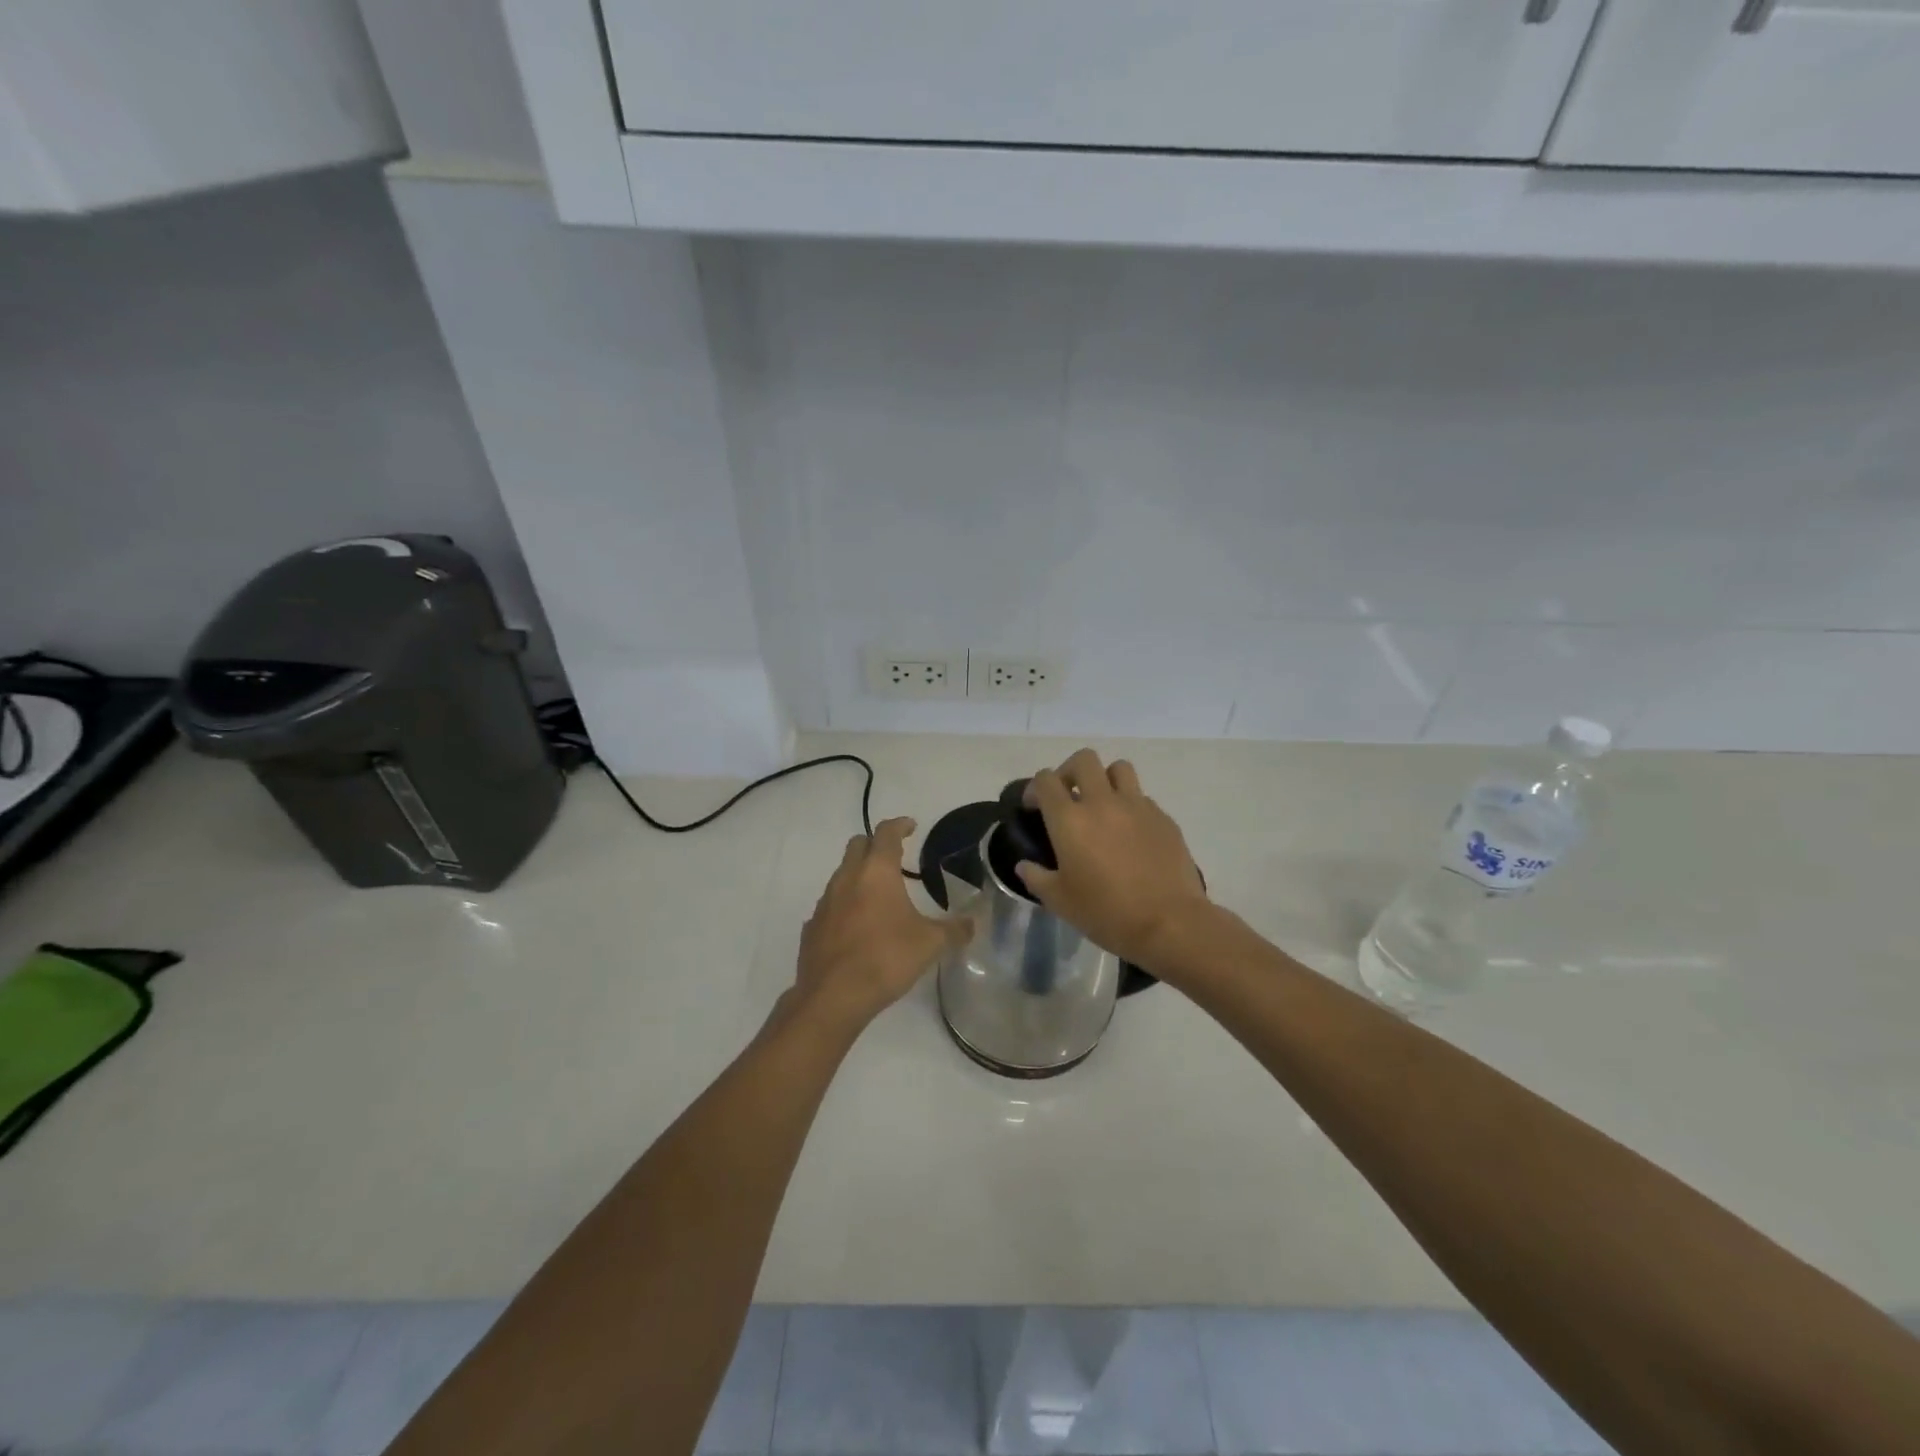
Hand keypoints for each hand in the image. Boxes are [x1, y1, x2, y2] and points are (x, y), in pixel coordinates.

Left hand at [790, 817, 968, 1034]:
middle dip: (875, 845)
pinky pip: (830, 906)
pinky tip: (856, 928)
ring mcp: (825, 902)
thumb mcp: (930, 944)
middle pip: (857, 846)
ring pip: (841, 875)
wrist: (833, 996)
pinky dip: (844, 907)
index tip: (910, 826)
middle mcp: (846, 878)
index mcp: (876, 872)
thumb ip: (953, 930)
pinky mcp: (812, 927)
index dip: (900, 825)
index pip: (886, 834)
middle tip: (894, 857)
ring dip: (858, 876)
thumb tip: (972, 924)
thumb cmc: (886, 958)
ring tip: (879, 896)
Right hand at [1015, 749, 1210, 968]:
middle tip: (1068, 796)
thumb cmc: (1106, 913)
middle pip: (1083, 760)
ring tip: (1102, 805)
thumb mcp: (1060, 902)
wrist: (1170, 923)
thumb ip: (1037, 877)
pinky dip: (1130, 805)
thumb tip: (1024, 865)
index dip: (1035, 788)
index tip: (1034, 807)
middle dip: (1069, 772)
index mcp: (1070, 819)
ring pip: (1118, 768)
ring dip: (1105, 779)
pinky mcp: (1163, 818)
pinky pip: (1142, 797)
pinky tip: (1130, 833)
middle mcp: (1102, 802)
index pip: (1046, 780)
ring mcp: (1137, 806)